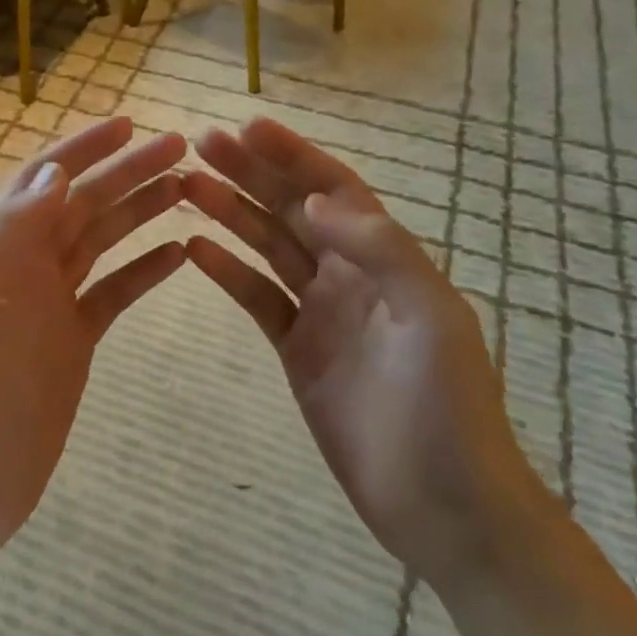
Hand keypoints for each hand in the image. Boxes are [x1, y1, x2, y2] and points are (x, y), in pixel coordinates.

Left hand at [0, 117, 186, 570]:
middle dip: (126, 171)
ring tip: (186, 187)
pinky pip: (113, 293)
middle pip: (83, 203)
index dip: (83, 148)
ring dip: (140, 211)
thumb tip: (54, 171)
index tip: (128, 124)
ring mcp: (52, 303)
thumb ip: (13, 231)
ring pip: (102, 240)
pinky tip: (179, 253)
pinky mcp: (73, 340)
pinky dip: (144, 271)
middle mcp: (26, 264)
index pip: (44, 178)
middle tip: (178, 147)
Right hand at [182, 118, 550, 585]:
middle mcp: (349, 272)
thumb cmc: (448, 407)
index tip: (247, 127)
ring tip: (187, 185)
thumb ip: (380, 250)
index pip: (333, 188)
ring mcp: (320, 310)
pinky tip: (194, 248)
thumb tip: (315, 201)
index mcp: (385, 257)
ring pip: (267, 246)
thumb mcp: (431, 317)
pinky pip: (256, 298)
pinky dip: (227, 271)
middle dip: (250, 172)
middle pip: (292, 208)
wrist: (445, 507)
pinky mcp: (296, 348)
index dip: (292, 154)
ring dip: (230, 212)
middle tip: (201, 143)